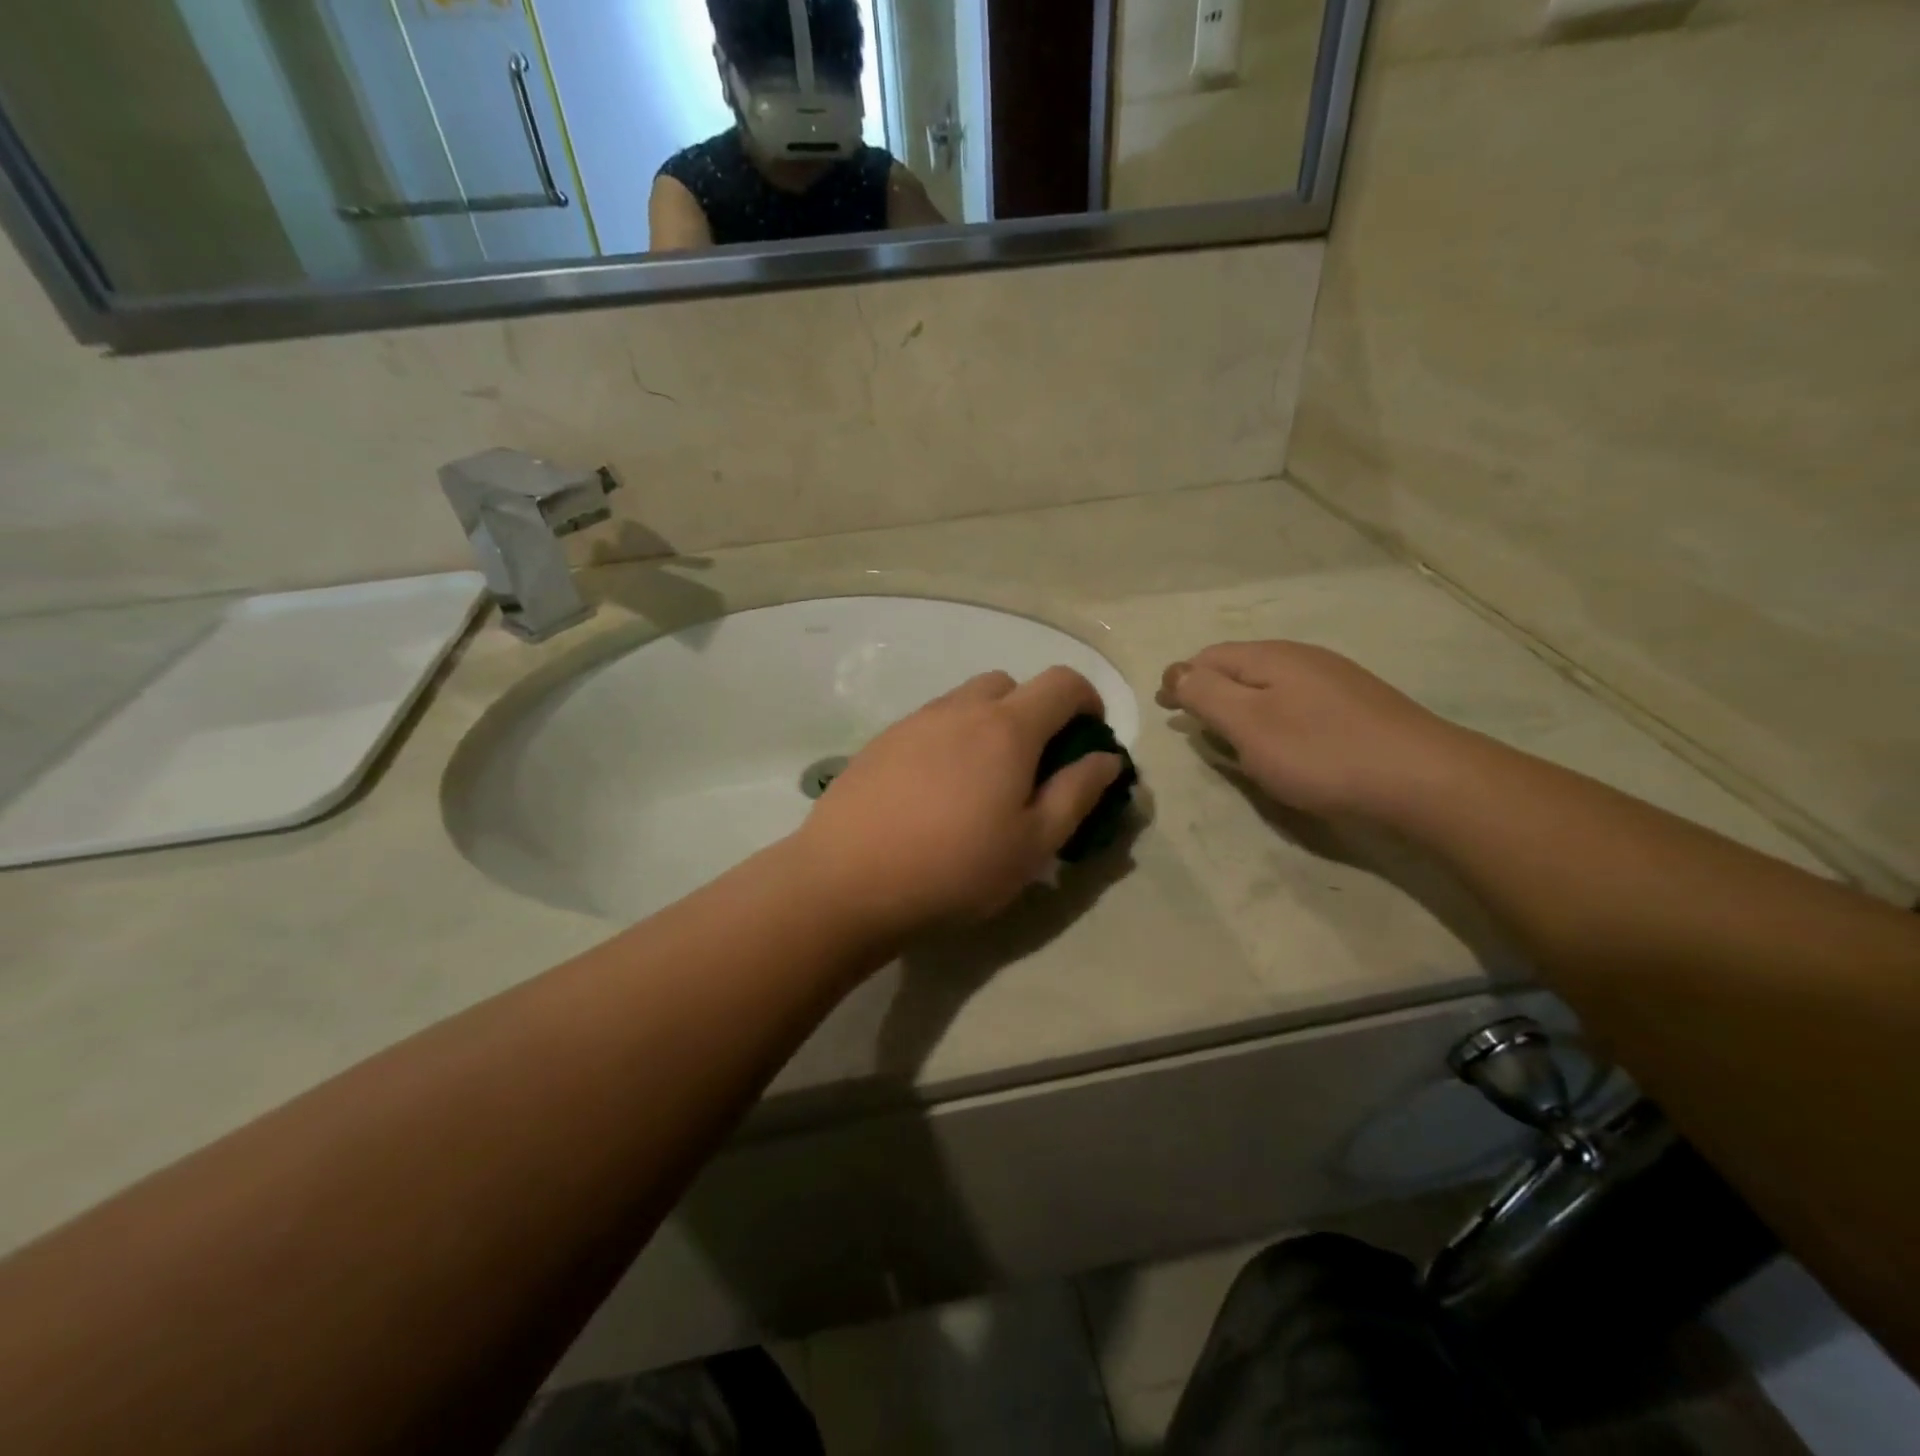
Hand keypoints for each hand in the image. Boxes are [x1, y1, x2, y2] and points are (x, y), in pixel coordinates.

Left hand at [794, 668, 1125, 936]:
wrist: (846, 882)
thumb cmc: (955, 868)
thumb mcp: (1034, 844)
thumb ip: (1077, 793)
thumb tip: (1105, 757)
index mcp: (1006, 728)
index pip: (1062, 682)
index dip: (1087, 700)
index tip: (1088, 737)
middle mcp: (959, 710)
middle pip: (1009, 684)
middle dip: (1034, 711)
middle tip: (1033, 766)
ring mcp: (913, 722)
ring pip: (965, 702)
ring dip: (988, 725)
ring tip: (982, 784)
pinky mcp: (880, 743)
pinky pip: (929, 724)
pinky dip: (949, 741)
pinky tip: (935, 793)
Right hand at [1157, 642, 1450, 819]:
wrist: (1421, 779)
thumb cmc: (1320, 752)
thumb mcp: (1248, 724)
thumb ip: (1206, 694)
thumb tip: (1176, 671)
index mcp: (1271, 657)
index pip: (1208, 657)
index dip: (1180, 680)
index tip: (1164, 710)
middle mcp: (1302, 658)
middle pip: (1239, 667)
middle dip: (1210, 690)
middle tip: (1193, 725)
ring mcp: (1335, 681)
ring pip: (1269, 686)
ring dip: (1241, 705)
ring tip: (1231, 737)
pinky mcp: (1357, 708)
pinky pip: (1297, 703)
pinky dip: (1273, 717)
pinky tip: (1282, 744)